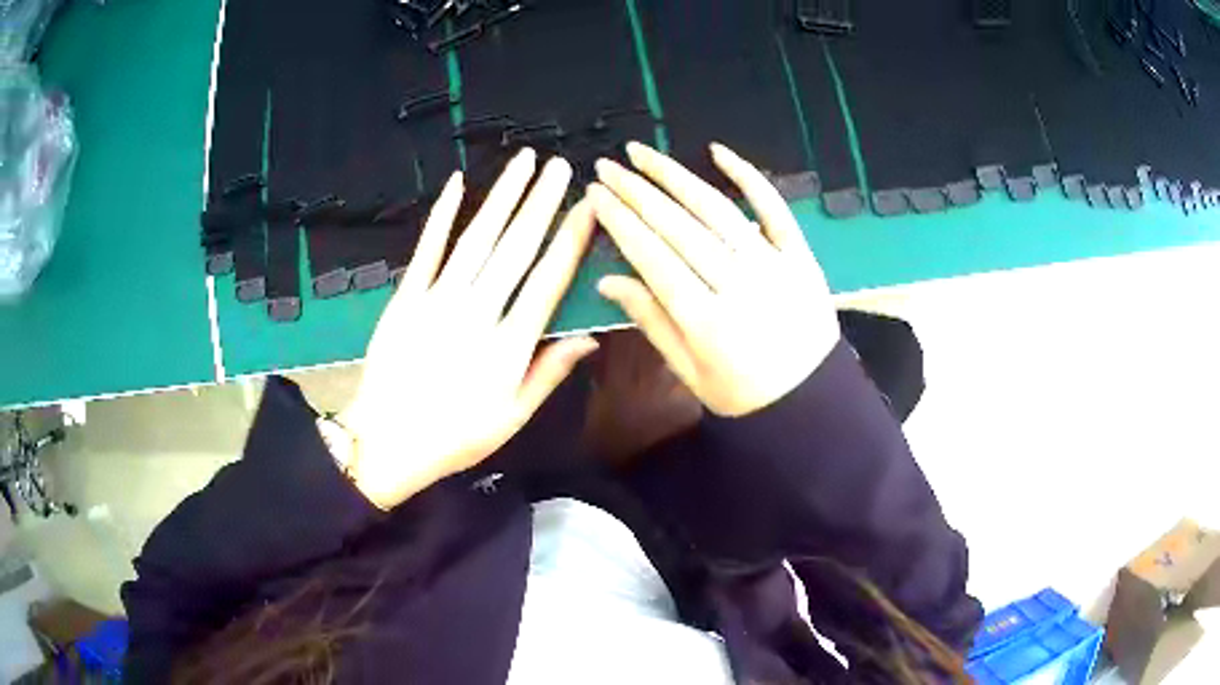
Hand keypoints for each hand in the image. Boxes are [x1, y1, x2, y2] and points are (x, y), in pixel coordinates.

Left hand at [340, 150, 598, 508]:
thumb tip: (590, 336)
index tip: (589, 205)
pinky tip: (457, 183)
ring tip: (523, 162)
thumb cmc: (454, 436)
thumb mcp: (512, 418)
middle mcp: (477, 314)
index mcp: (509, 347)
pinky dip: (442, 215)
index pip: (548, 281)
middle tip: (560, 165)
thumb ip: (549, 372)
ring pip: (477, 238)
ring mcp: (437, 301)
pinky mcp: (405, 297)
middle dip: (541, 202)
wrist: (386, 442)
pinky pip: (427, 249)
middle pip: (515, 248)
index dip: (571, 239)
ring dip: (502, 196)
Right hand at [588, 142, 839, 417]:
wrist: (811, 399)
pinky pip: (773, 208)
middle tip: (607, 166)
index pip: (652, 257)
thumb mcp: (689, 371)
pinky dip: (747, 176)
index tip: (596, 195)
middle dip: (636, 191)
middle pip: (678, 226)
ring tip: (643, 155)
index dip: (620, 222)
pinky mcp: (800, 255)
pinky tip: (717, 151)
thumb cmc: (743, 394)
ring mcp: (772, 265)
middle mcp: (736, 285)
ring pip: (716, 209)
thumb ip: (651, 322)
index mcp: (705, 321)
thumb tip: (608, 280)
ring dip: (675, 176)